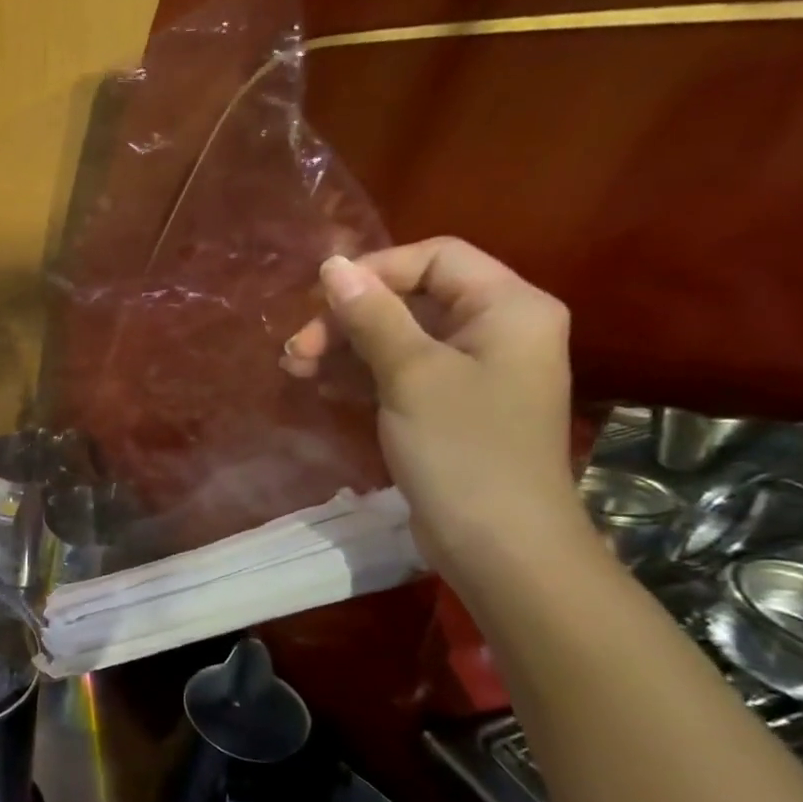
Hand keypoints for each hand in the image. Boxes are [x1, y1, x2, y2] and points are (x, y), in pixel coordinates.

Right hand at [283, 238, 586, 576]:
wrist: (498, 543)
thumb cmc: (462, 449)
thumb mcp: (411, 374)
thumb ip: (372, 316)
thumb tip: (333, 265)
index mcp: (508, 307)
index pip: (436, 258)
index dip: (375, 270)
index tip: (319, 299)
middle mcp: (496, 330)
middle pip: (412, 298)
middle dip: (349, 317)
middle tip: (297, 349)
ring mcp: (472, 371)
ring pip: (399, 337)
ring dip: (345, 347)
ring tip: (294, 366)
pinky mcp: (449, 406)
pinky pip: (400, 371)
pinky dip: (359, 373)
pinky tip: (318, 383)